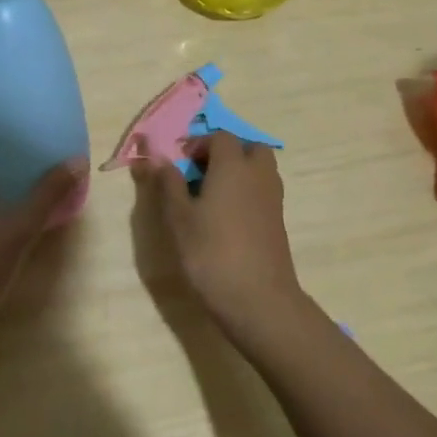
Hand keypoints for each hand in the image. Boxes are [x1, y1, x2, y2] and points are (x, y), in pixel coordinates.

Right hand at [131, 131, 304, 334]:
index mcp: (233, 165)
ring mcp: (273, 198)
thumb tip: (158, 158)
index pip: (220, 137)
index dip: (198, 145)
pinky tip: (226, 219)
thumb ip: (168, 183)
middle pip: (248, 148)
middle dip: (225, 153)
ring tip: (211, 197)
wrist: (257, 299)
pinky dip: (247, 193)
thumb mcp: (179, 218)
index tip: (179, 164)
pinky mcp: (278, 220)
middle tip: (200, 175)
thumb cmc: (211, 253)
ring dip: (238, 172)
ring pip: (259, 169)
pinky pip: (263, 191)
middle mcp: (258, 174)